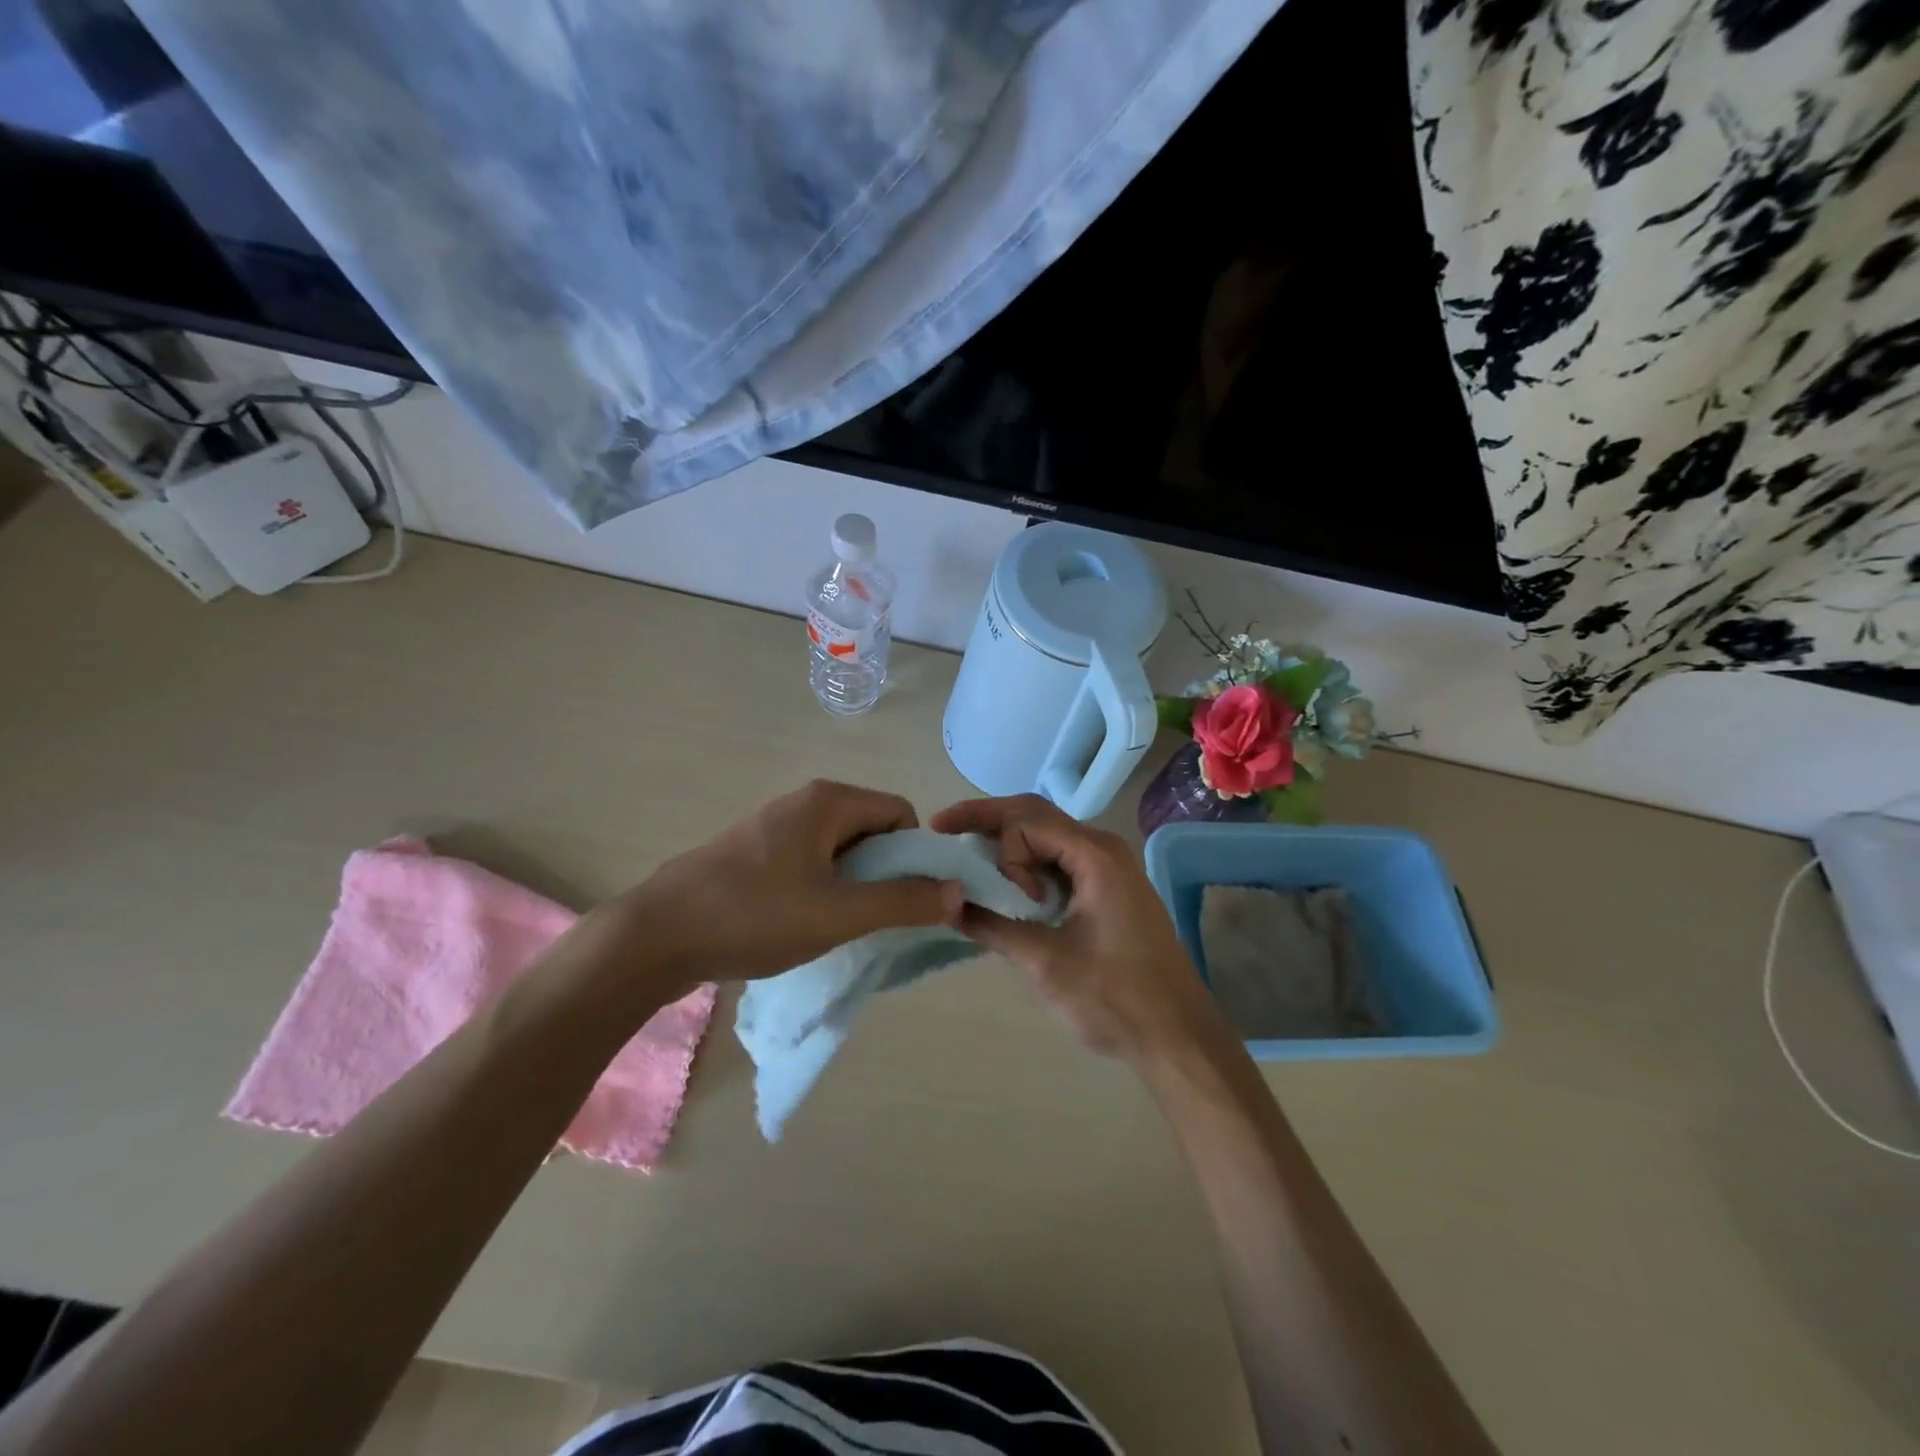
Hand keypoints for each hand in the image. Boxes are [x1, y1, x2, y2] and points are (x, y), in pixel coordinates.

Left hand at [594, 781, 963, 998]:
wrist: (656, 936)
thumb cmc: (754, 916)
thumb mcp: (838, 914)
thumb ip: (903, 902)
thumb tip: (958, 891)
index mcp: (828, 801)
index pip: (900, 814)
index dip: (914, 856)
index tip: (906, 900)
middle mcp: (803, 802)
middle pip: (870, 829)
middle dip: (883, 872)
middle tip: (873, 918)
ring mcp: (773, 825)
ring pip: (839, 849)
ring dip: (852, 884)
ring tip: (838, 925)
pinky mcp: (752, 852)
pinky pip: (808, 861)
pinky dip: (821, 888)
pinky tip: (802, 922)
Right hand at [929, 794, 1221, 1064]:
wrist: (1178, 1036)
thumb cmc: (1116, 999)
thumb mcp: (1046, 963)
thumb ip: (994, 927)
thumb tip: (949, 905)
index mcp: (1095, 855)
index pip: (1026, 822)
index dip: (1003, 852)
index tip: (1014, 902)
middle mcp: (1103, 848)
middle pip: (1035, 814)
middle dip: (987, 819)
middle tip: (942, 826)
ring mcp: (1109, 867)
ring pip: (1047, 835)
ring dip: (1007, 842)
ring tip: (968, 854)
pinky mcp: (1109, 888)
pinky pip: (1060, 860)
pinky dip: (1028, 864)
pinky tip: (1006, 883)